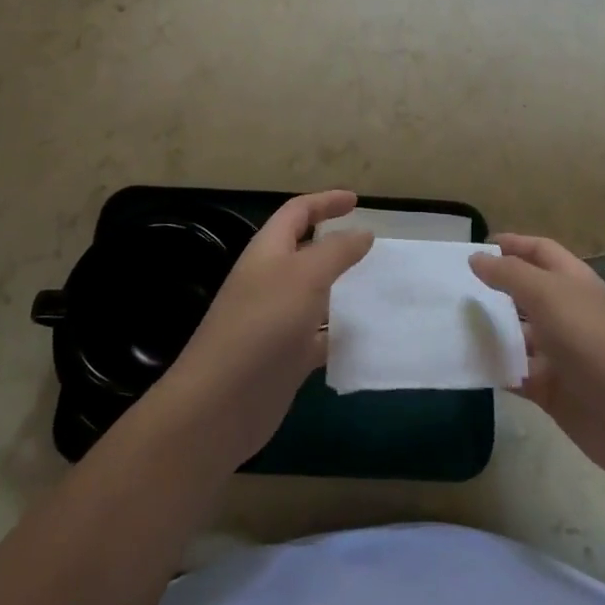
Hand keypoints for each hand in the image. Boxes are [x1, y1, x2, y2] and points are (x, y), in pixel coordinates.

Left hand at [155, 190, 372, 466]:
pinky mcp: (286, 357)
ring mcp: (278, 321)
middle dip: (339, 246)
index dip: (325, 202)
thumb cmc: (263, 325)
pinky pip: (321, 336)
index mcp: (268, 251)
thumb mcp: (305, 276)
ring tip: (382, 288)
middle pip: (307, 252)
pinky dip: (343, 333)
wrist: (222, 403)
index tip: (357, 201)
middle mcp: (271, 280)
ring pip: (317, 295)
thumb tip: (362, 232)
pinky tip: (370, 337)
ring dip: (346, 290)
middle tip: (375, 247)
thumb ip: (336, 251)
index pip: (297, 213)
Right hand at [472, 233, 604, 482]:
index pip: (540, 251)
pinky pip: (515, 372)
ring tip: (450, 324)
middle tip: (453, 287)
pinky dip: (495, 368)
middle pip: (526, 292)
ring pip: (518, 335)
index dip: (512, 244)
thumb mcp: (548, 296)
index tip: (476, 246)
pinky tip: (467, 363)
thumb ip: (509, 274)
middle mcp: (567, 312)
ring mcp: (559, 353)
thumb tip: (476, 258)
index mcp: (573, 282)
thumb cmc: (592, 341)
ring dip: (490, 330)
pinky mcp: (551, 389)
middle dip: (494, 288)